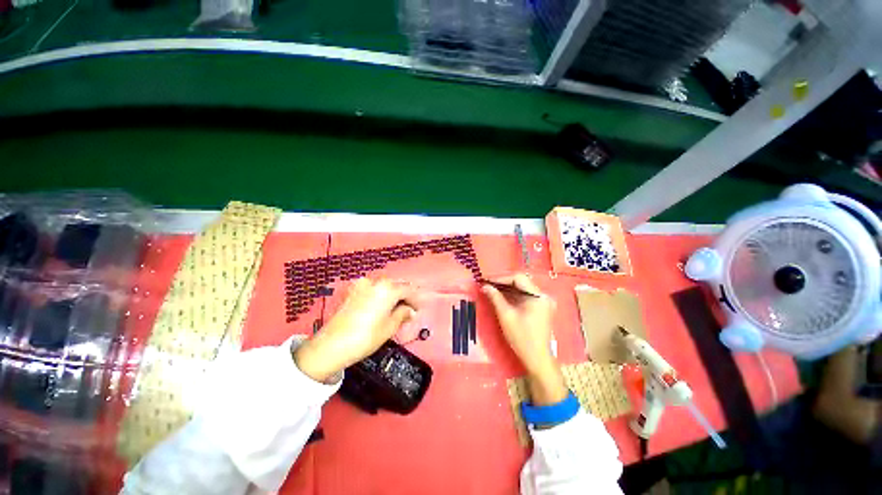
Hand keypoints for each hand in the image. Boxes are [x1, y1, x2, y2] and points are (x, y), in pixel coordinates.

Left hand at [294, 278, 416, 382]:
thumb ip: (403, 314)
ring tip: (396, 310)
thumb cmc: (365, 337)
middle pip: (396, 285)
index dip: (416, 299)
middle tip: (409, 311)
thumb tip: (410, 310)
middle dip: (404, 296)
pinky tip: (382, 307)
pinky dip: (381, 296)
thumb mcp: (389, 327)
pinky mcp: (353, 291)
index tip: (419, 310)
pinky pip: (373, 290)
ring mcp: (362, 285)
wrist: (331, 346)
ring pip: (384, 287)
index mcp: (387, 289)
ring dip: (393, 296)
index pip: (408, 289)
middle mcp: (375, 282)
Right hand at [482, 274, 566, 405]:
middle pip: (521, 281)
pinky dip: (513, 295)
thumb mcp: (506, 315)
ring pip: (522, 288)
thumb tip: (484, 286)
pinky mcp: (540, 307)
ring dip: (507, 288)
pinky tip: (501, 297)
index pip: (518, 278)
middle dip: (503, 282)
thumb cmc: (521, 337)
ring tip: (491, 290)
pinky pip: (525, 296)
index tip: (487, 282)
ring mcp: (543, 302)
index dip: (501, 278)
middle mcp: (543, 295)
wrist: (537, 359)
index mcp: (538, 296)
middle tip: (487, 285)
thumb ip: (495, 297)